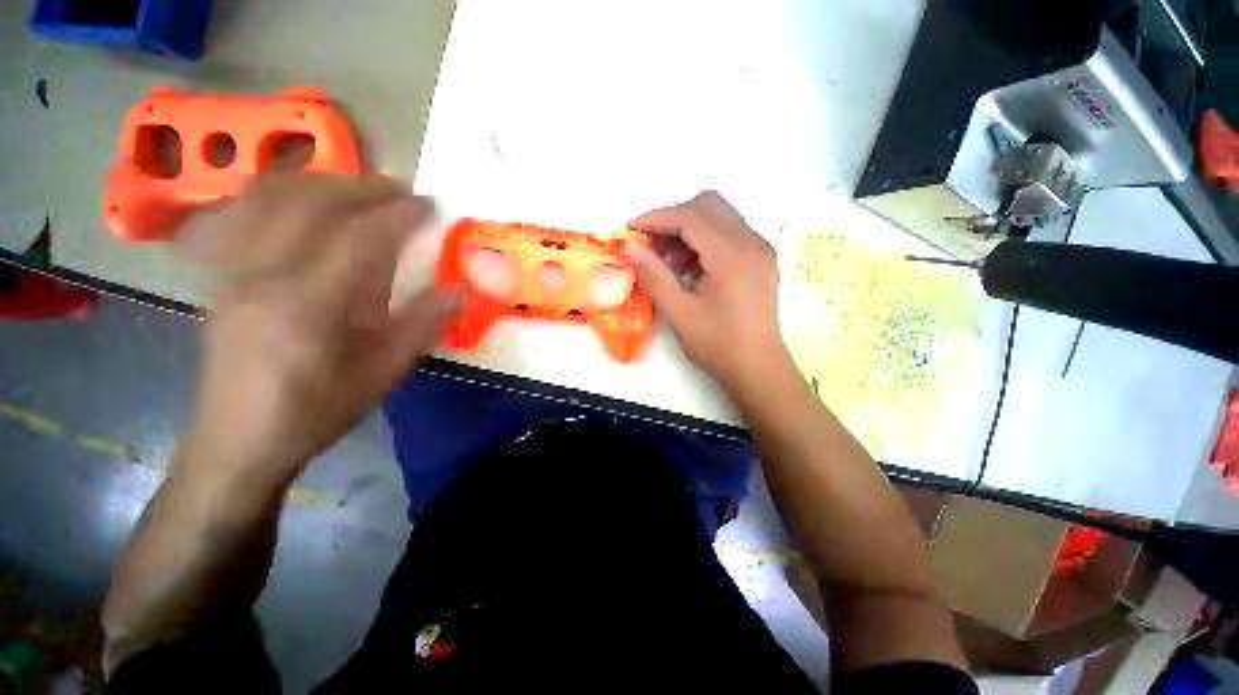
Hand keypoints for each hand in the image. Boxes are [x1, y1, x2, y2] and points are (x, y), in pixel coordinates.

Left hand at [178, 174, 457, 483]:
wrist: (238, 441)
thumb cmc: (317, 411)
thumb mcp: (384, 373)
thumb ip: (424, 326)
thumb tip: (462, 290)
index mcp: (309, 305)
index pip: (360, 237)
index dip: (400, 214)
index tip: (430, 204)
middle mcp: (262, 275)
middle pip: (308, 201)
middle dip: (361, 186)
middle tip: (400, 189)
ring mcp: (232, 270)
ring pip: (267, 196)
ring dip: (320, 181)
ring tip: (357, 188)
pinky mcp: (220, 274)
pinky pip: (242, 212)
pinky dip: (280, 194)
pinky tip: (303, 203)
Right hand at [626, 191, 789, 392]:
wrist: (758, 369)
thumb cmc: (718, 344)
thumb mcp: (679, 313)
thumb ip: (653, 276)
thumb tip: (630, 248)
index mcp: (731, 255)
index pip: (689, 216)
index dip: (655, 218)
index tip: (630, 232)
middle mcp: (751, 242)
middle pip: (707, 205)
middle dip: (673, 219)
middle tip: (651, 247)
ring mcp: (759, 249)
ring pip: (719, 216)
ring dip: (688, 229)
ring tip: (668, 262)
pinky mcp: (760, 259)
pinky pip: (729, 233)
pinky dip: (704, 240)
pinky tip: (691, 268)